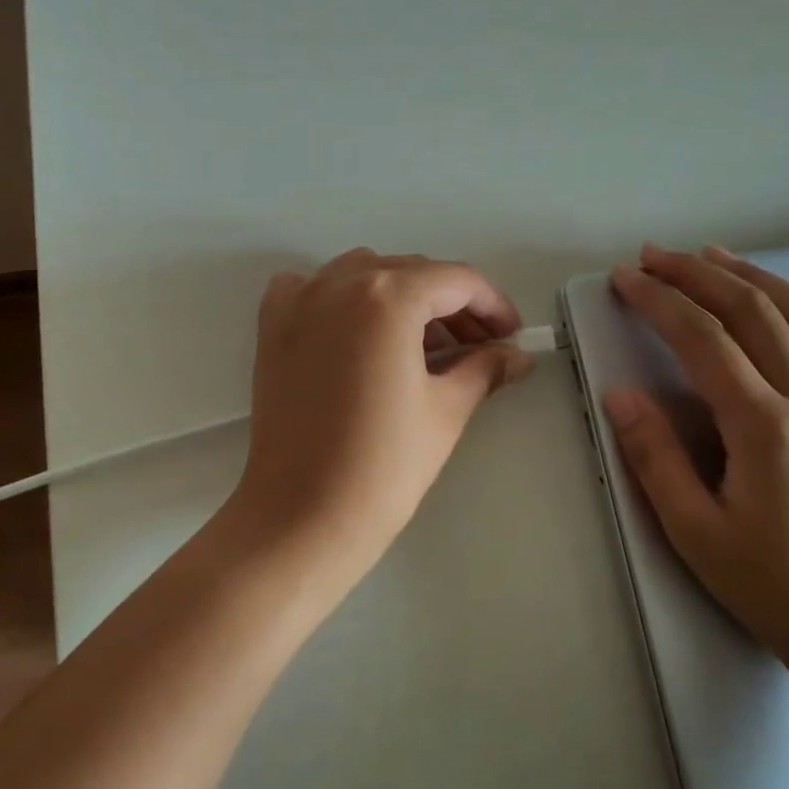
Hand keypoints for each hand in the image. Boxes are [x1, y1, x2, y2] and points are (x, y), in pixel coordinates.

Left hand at [223, 249, 534, 600]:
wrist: (303, 516)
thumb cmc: (385, 466)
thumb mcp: (446, 410)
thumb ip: (485, 368)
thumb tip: (515, 355)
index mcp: (388, 297)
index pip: (456, 281)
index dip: (492, 305)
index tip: (511, 335)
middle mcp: (339, 282)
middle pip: (411, 272)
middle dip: (451, 304)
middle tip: (478, 346)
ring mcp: (299, 300)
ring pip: (364, 274)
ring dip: (401, 296)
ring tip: (424, 343)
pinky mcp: (272, 326)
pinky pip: (312, 288)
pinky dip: (341, 297)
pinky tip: (358, 330)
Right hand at [602, 243, 788, 676]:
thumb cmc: (773, 587)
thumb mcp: (695, 531)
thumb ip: (654, 456)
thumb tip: (619, 394)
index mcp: (767, 428)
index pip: (704, 339)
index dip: (660, 300)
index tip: (626, 278)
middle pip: (753, 311)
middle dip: (698, 274)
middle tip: (654, 255)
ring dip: (752, 276)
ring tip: (713, 256)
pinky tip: (782, 298)